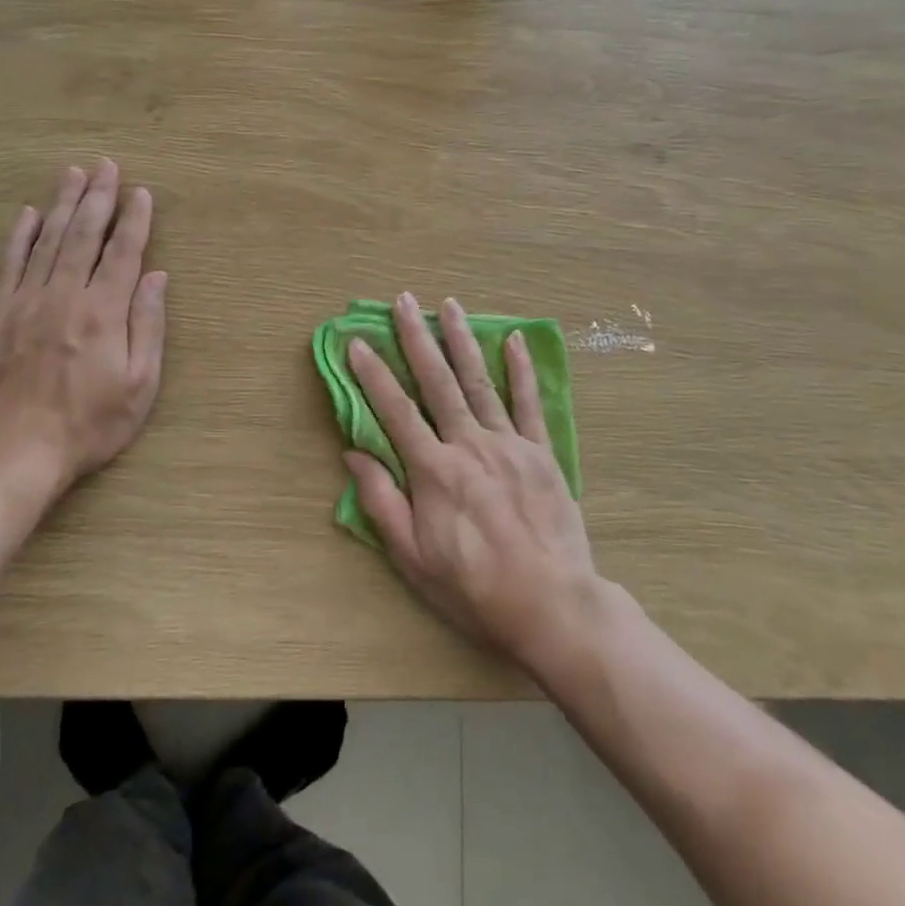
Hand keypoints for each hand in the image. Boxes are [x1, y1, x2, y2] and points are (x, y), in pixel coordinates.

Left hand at [0, 160, 166, 495]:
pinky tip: (28, 214)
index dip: (134, 220)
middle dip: (98, 198)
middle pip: (84, 235)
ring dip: (63, 204)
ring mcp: (24, 301)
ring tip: (73, 173)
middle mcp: (64, 295)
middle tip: (106, 166)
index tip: (141, 192)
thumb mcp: (138, 385)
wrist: (11, 452)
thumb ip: (148, 326)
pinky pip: (7, 264)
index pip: (123, 253)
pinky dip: (19, 236)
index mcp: (103, 312)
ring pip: (47, 241)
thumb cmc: (87, 425)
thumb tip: (157, 276)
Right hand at [346, 292, 600, 671]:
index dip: (373, 374)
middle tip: (403, 301)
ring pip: (479, 382)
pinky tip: (513, 340)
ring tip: (448, 305)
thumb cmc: (473, 586)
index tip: (357, 342)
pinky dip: (521, 369)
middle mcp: (469, 445)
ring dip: (462, 340)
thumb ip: (381, 501)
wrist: (551, 604)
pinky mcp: (541, 453)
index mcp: (434, 471)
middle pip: (437, 382)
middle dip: (416, 338)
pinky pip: (528, 403)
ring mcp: (509, 444)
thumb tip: (353, 453)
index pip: (395, 411)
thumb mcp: (412, 557)